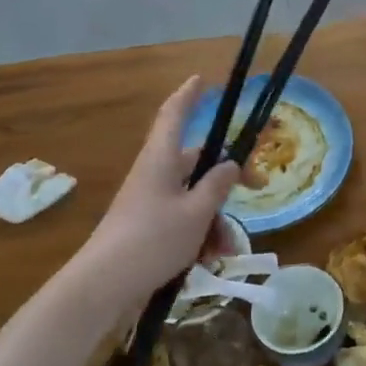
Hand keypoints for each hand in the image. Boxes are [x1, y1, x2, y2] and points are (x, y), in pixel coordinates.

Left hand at [83, 77, 240, 296]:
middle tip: (260, 186)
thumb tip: (230, 163)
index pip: (174, 115)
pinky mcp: (149, 229)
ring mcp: (151, 203)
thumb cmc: (153, 240)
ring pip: (195, 199)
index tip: (201, 80)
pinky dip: (201, 237)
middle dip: (228, 180)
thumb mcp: (196, 212)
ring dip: (217, 220)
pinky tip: (210, 261)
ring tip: (225, 249)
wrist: (105, 285)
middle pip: (197, 164)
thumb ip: (218, 186)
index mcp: (161, 160)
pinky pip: (184, 222)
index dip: (189, 96)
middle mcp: (155, 175)